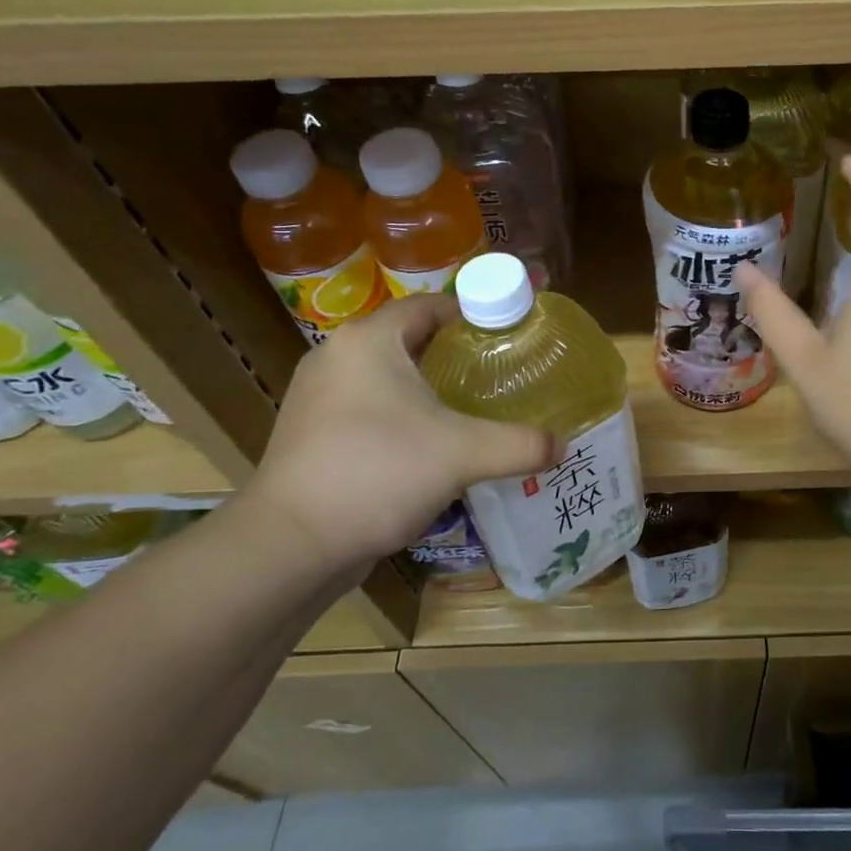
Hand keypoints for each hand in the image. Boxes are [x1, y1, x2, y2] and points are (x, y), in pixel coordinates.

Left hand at [249, 296, 556, 575]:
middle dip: (456, 353)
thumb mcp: (462, 454)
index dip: (474, 314)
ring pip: (389, 375)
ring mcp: (319, 395)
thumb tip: (561, 445)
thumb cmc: (377, 473)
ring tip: (472, 406)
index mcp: (370, 340)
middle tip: (499, 372)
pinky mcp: (312, 431)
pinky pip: (370, 406)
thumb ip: (519, 444)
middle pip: (411, 338)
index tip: (510, 334)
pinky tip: (431, 442)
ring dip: (428, 386)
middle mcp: (338, 355)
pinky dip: (403, 414)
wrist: (289, 544)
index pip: (431, 305)